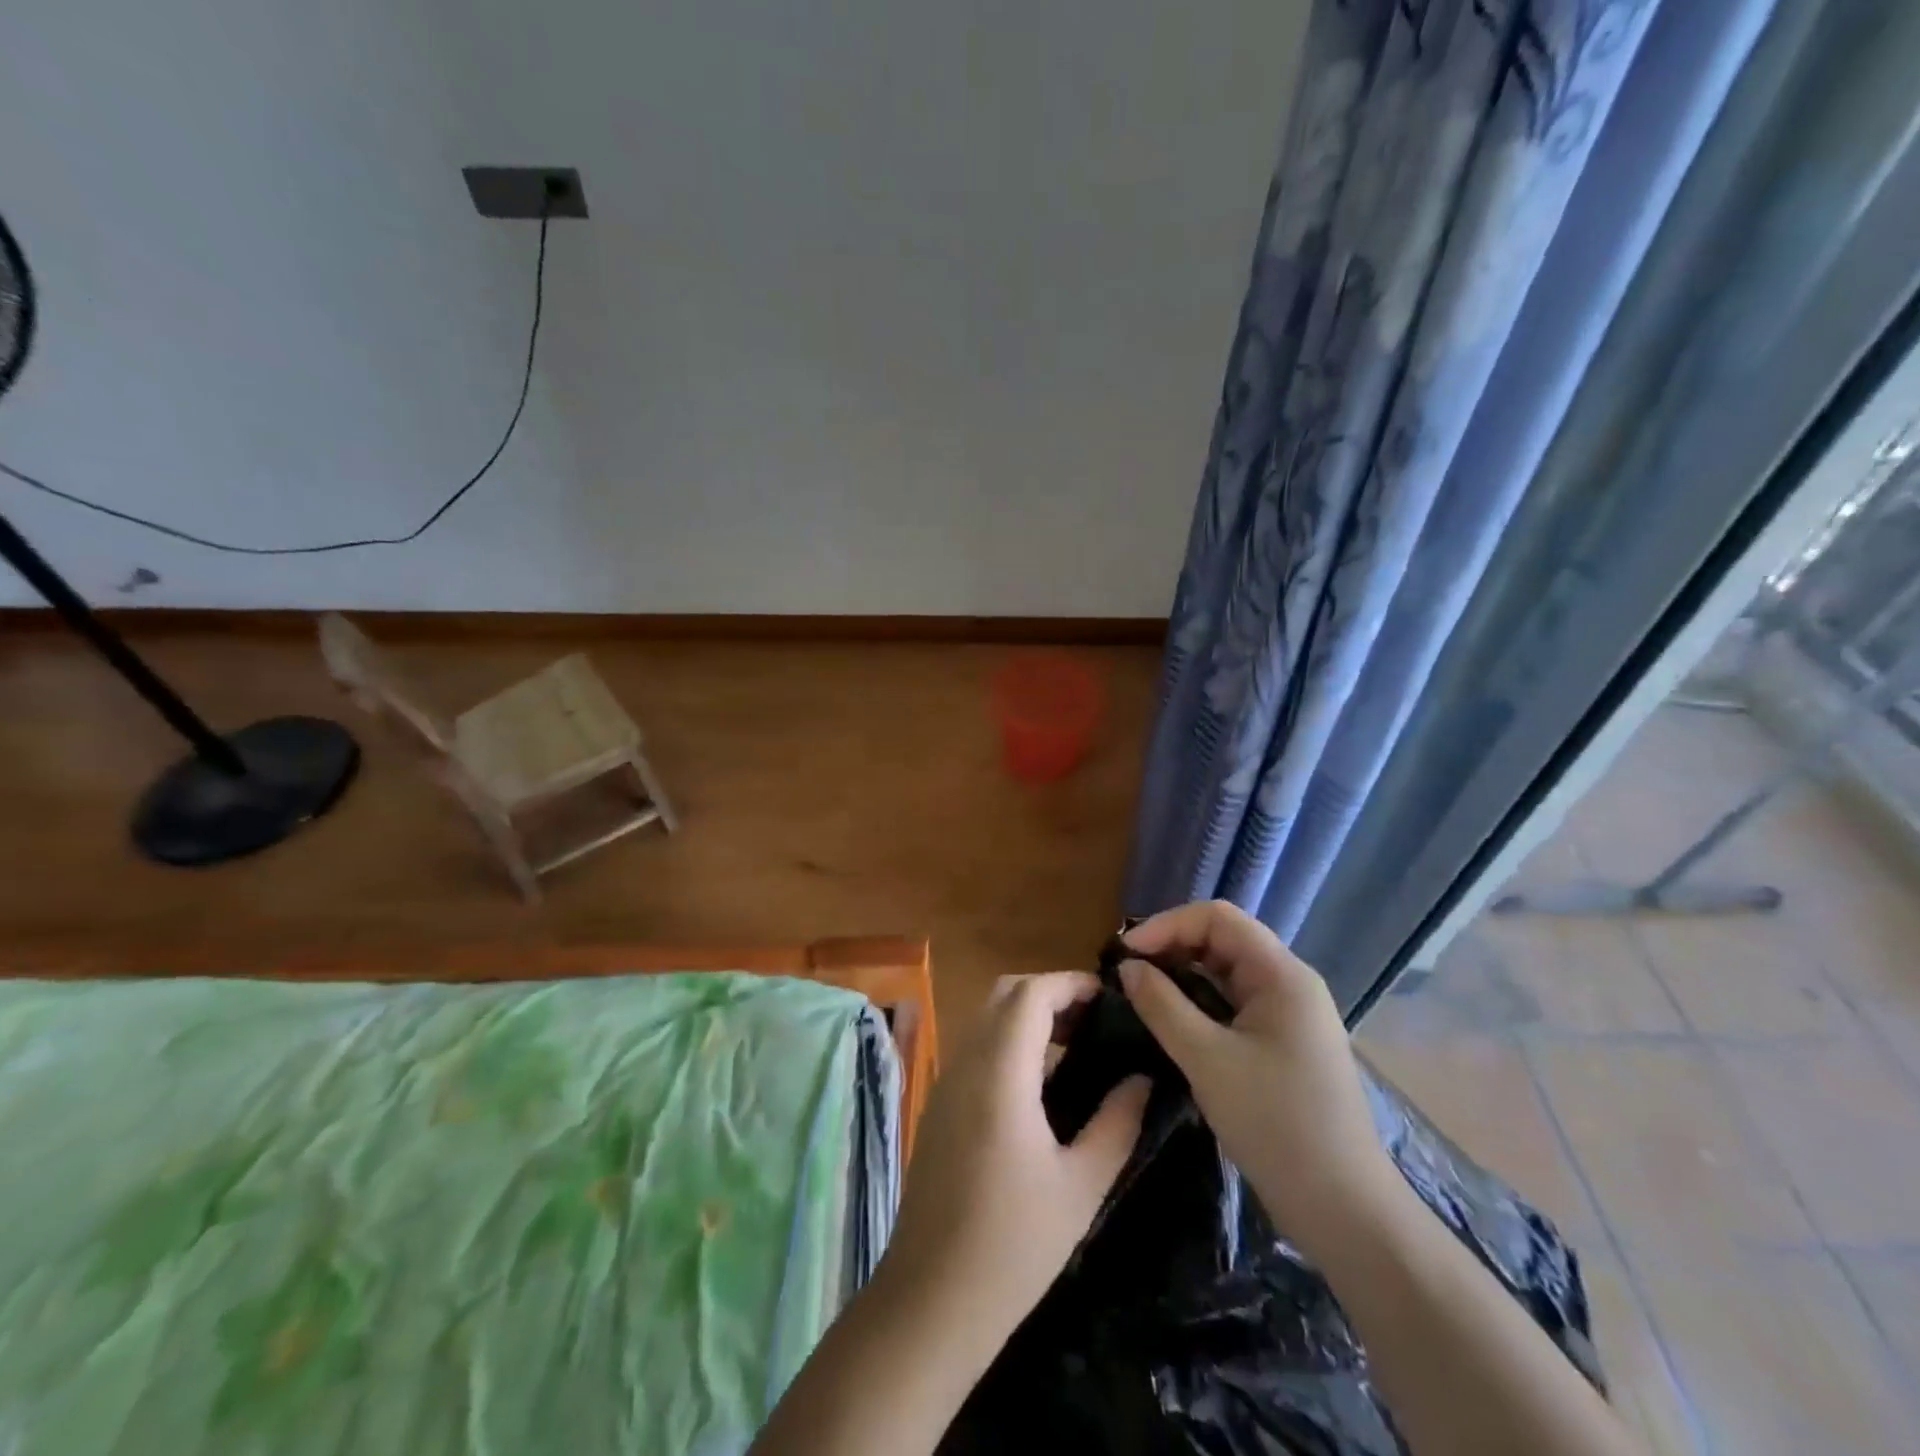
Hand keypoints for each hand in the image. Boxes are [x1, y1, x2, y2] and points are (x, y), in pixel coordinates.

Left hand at [878, 972, 1149, 1348]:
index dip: (1070, 983)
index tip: (1109, 997)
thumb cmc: (1014, 1244)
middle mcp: (967, 1063)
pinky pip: (977, 1048)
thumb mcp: (1081, 1185)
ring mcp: (947, 1082)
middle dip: (1049, 993)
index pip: (1030, 994)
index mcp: (1000, 1072)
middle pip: (1004, 995)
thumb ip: (1116, 1123)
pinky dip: (1009, 1042)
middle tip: (1095, 1020)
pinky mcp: (940, 1105)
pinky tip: (1040, 1084)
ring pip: (987, 1019)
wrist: (932, 1296)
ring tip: (1076, 1046)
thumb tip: (1141, 1078)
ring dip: (1027, 1016)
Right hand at [1119, 901, 1395, 1260]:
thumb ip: (1162, 1005)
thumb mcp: (1207, 1060)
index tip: (1127, 953)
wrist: (1344, 1210)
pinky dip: (1200, 1001)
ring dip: (1184, 974)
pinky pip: (1235, 1003)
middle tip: (1128, 972)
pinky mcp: (1284, 1043)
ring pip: (1227, 972)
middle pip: (1223, 939)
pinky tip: (1172, 1020)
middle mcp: (1289, 983)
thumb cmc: (1276, 1125)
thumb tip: (1128, 967)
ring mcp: (1290, 1015)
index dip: (1167, 925)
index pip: (1217, 918)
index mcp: (1281, 975)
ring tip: (1141, 992)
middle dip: (1172, 946)